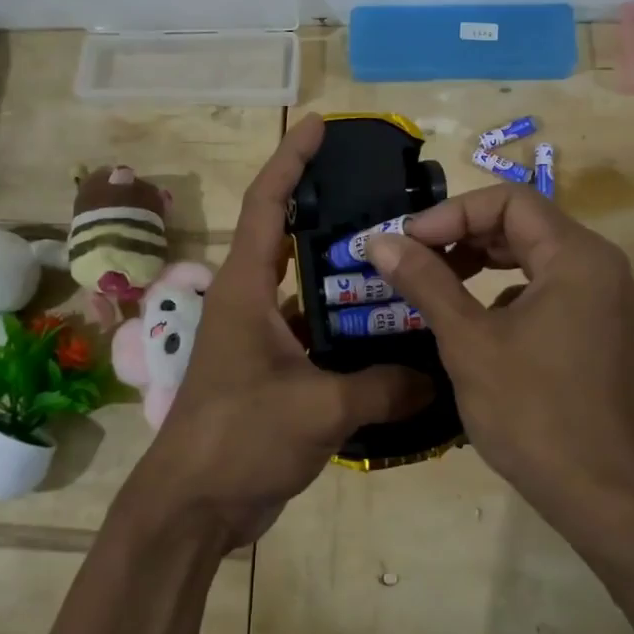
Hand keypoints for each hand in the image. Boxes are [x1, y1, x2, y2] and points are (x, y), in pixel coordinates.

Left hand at [120, 115, 429, 547]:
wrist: (194, 508)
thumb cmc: (239, 439)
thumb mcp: (318, 408)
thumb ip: (383, 387)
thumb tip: (440, 378)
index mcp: (246, 288)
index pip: (266, 204)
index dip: (291, 160)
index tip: (319, 125)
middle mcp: (251, 301)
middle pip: (290, 236)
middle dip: (330, 209)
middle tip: (386, 194)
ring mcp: (262, 337)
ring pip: (310, 288)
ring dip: (347, 273)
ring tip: (403, 256)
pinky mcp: (276, 371)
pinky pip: (319, 333)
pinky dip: (351, 327)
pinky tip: (394, 331)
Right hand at [362, 183, 633, 530]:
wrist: (599, 496)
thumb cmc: (532, 413)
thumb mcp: (468, 341)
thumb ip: (425, 282)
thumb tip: (379, 241)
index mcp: (577, 256)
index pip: (509, 201)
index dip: (452, 213)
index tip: (408, 241)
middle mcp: (599, 265)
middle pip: (523, 223)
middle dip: (463, 234)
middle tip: (415, 258)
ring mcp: (603, 298)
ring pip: (533, 255)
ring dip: (481, 260)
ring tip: (436, 282)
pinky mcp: (597, 327)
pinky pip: (546, 286)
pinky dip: (505, 289)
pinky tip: (475, 319)